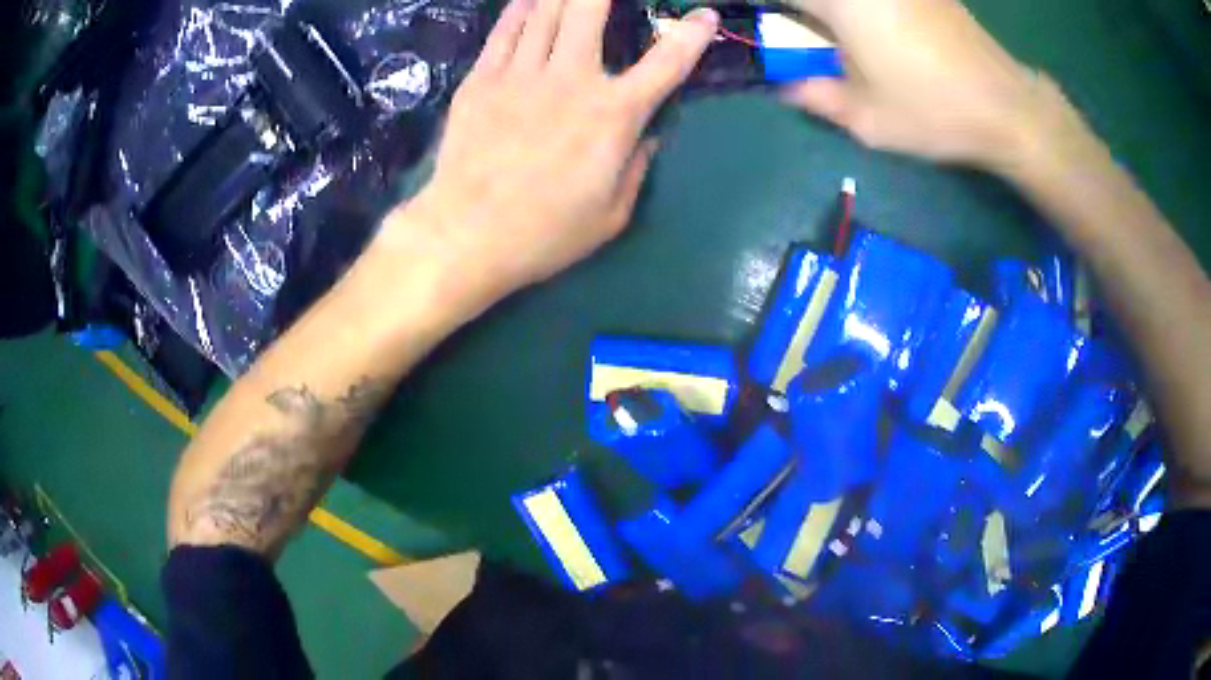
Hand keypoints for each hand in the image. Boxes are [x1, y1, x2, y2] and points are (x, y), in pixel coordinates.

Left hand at [383, 0, 717, 303]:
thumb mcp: (611, 215)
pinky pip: (505, 32)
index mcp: (613, 115)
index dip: (691, 33)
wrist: (465, 236)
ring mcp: (521, 75)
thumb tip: (648, 136)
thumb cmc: (545, 234)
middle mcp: (571, 79)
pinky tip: (528, 0)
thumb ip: (635, 168)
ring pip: (545, 12)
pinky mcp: (481, 81)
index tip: (705, 14)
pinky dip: (520, 10)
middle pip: (589, 10)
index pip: (667, 62)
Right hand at [782, 0, 1063, 169]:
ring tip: (840, 43)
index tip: (759, 24)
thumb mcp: (865, 118)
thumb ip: (812, 95)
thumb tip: (781, 83)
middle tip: (801, 32)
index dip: (761, 8)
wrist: (1006, 107)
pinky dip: (861, 10)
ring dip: (829, 13)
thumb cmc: (933, 112)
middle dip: (799, 11)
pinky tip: (873, 32)